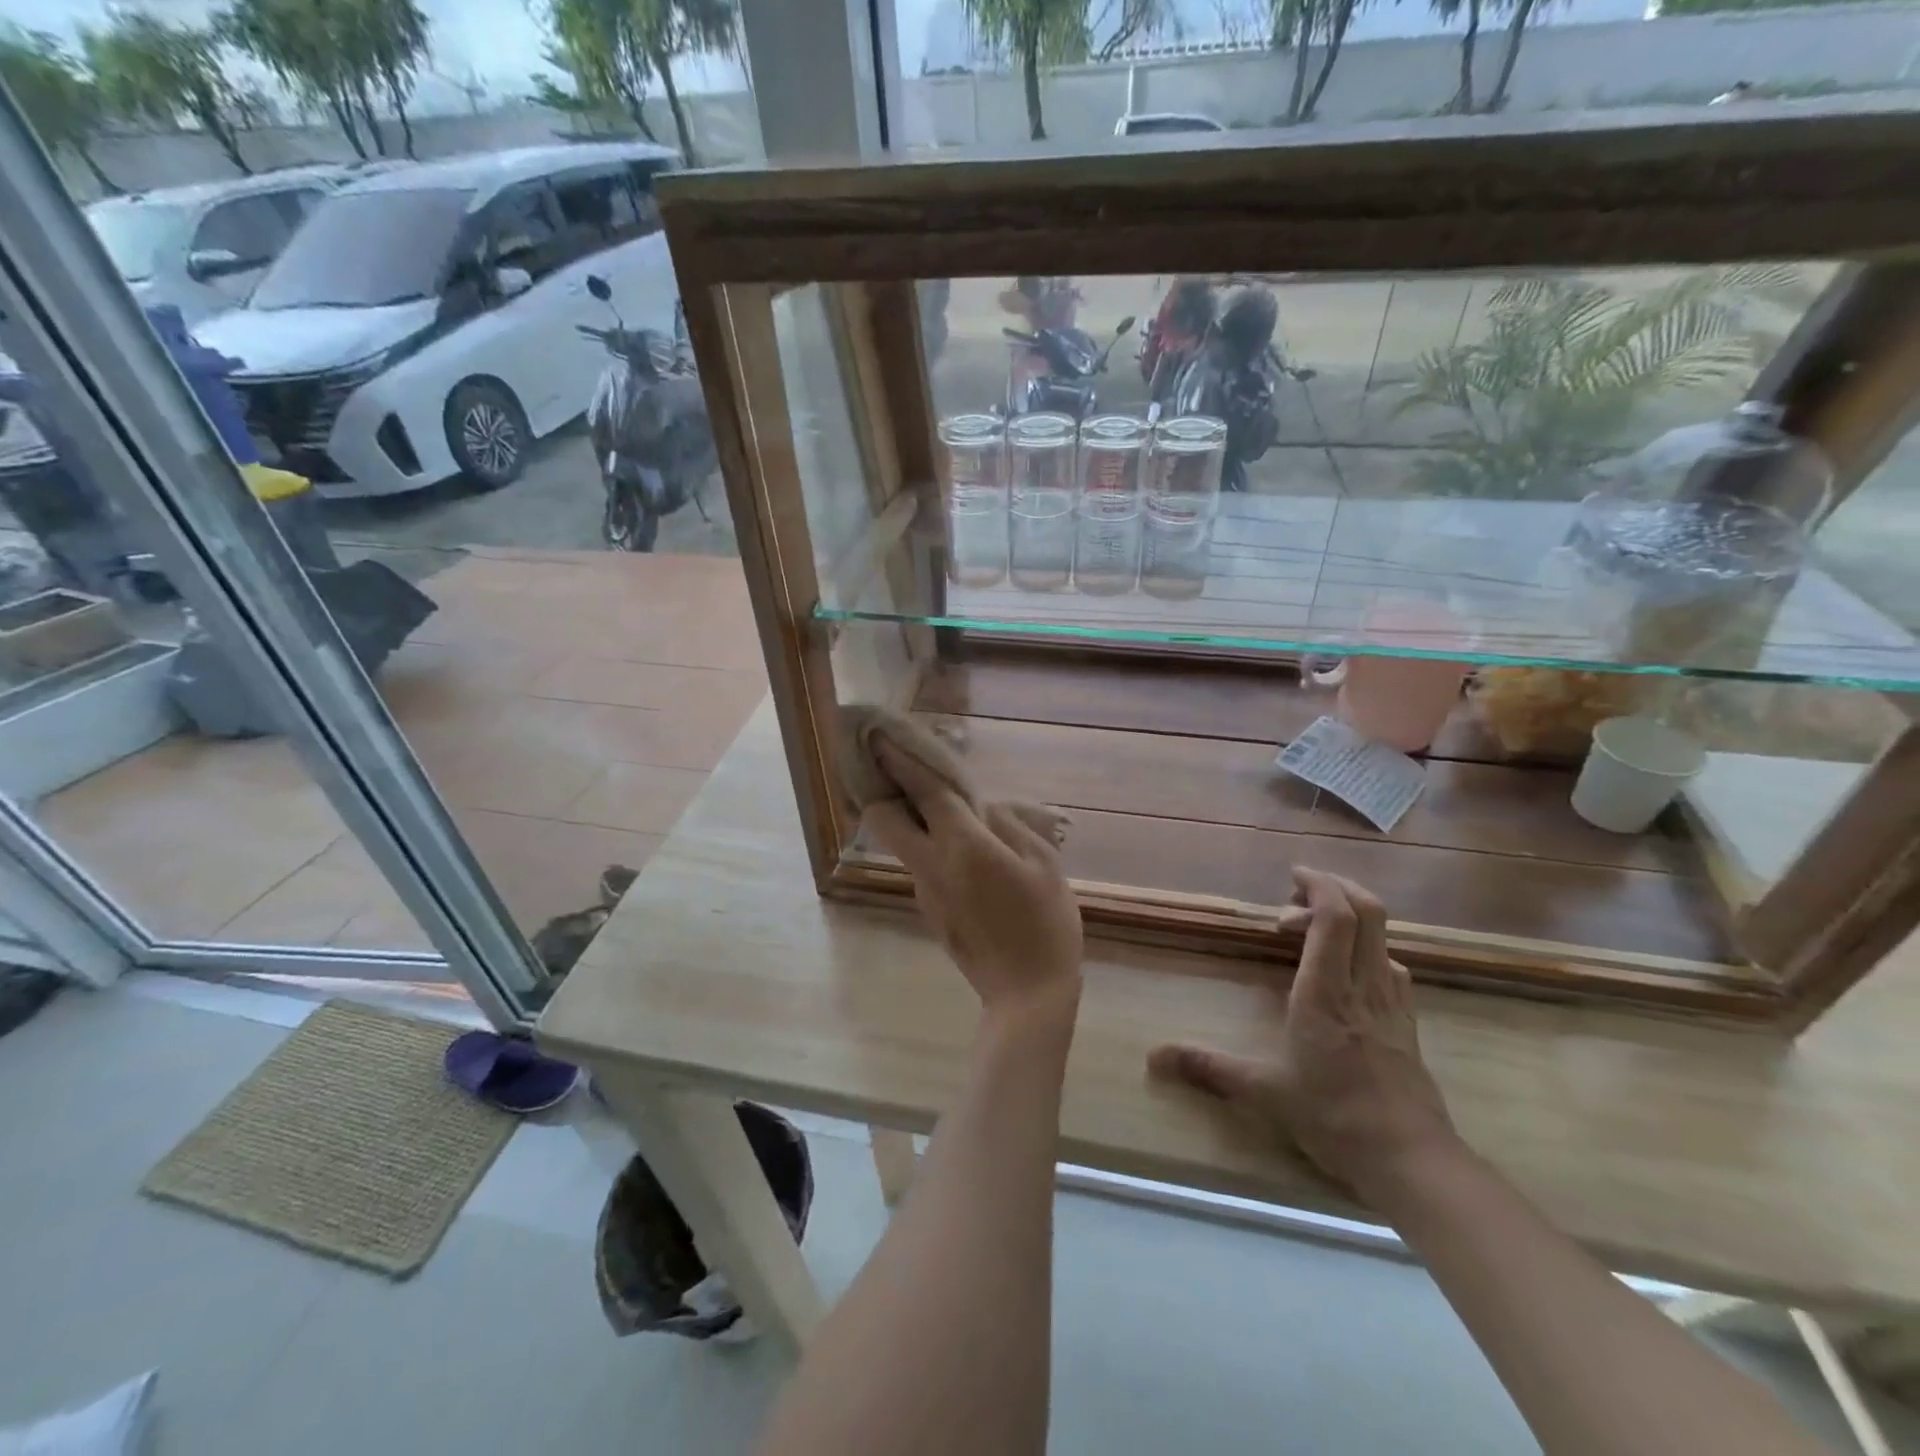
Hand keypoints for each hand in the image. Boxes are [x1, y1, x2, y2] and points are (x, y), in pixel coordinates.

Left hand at [862, 734, 1083, 1026]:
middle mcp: (931, 865)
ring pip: (901, 844)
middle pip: (883, 820)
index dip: (899, 761)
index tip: (879, 737)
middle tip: (907, 778)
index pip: (922, 792)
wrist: (1027, 996)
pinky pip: (922, 867)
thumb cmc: (1046, 924)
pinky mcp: (930, 912)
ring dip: (911, 822)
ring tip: (950, 815)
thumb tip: (983, 810)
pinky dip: (931, 848)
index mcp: (963, 846)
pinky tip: (966, 855)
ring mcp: (925, 892)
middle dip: (884, 793)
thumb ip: (1010, 826)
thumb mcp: (1043, 863)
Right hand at [1149, 868, 1456, 1200]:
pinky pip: (1390, 966)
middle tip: (1296, 897)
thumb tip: (1154, 1057)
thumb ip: (1209, 1067)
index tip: (1292, 877)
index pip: (1335, 917)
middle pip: (1368, 912)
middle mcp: (1362, 985)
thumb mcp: (1265, 1091)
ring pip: (1382, 937)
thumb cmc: (1334, 1118)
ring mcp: (1391, 1002)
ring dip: (1350, 919)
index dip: (1318, 885)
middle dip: (1335, 889)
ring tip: (1312, 932)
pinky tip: (1346, 973)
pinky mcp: (1407, 1022)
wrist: (1413, 1162)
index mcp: (1325, 992)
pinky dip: (1366, 950)